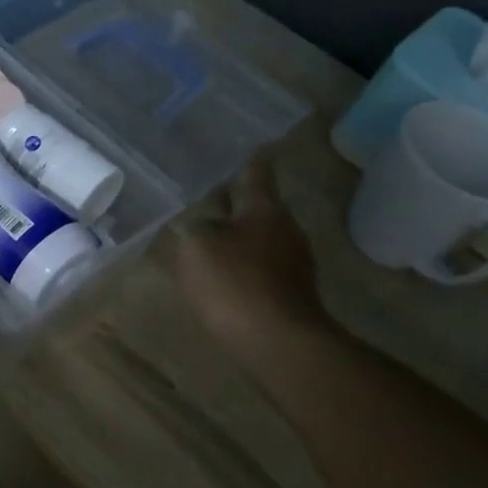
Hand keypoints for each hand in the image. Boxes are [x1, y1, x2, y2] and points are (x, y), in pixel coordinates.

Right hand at [174, 142, 331, 358]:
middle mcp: (284, 228)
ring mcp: (292, 261)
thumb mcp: (197, 245)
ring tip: (210, 236)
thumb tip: (202, 223)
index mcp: (263, 208)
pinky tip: (225, 273)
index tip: (248, 145)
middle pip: (258, 206)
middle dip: (235, 202)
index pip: (255, 172)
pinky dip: (243, 262)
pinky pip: (261, 265)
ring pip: (259, 236)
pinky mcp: (290, 291)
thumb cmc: (234, 283)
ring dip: (238, 234)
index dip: (247, 159)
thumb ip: (195, 226)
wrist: (278, 342)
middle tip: (209, 195)